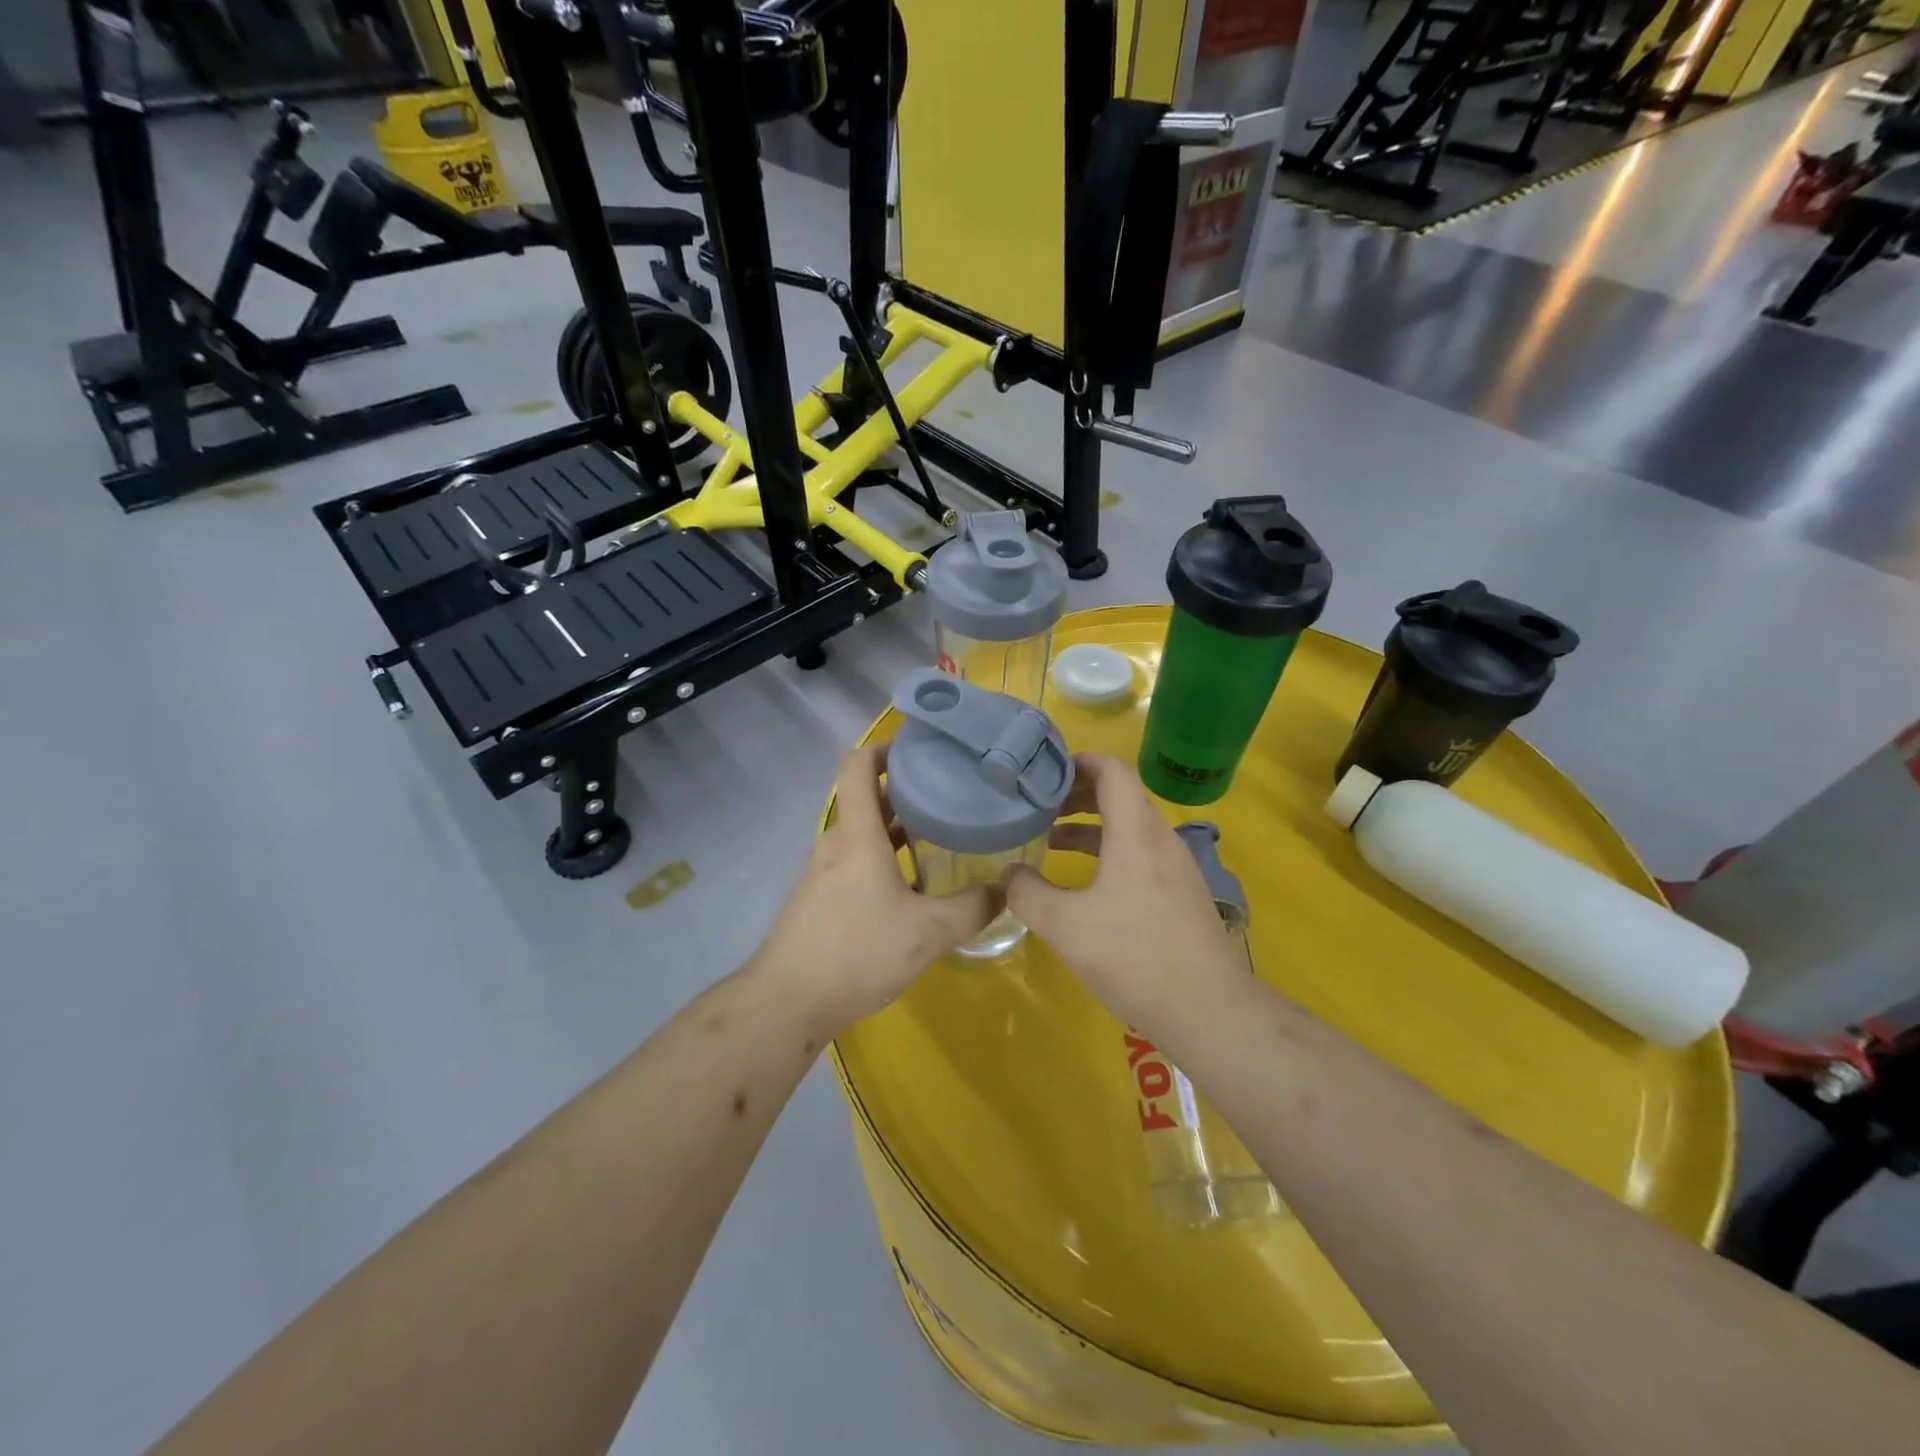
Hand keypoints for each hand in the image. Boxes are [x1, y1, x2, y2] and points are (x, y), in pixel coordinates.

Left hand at [750, 746, 1000, 1035]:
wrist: (786, 1002)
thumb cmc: (857, 952)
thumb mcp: (927, 933)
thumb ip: (971, 908)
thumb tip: (1005, 888)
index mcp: (857, 837)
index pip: (858, 767)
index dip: (884, 749)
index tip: (920, 751)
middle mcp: (835, 845)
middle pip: (866, 800)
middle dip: (905, 792)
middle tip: (948, 795)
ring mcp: (822, 873)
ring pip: (861, 835)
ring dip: (895, 829)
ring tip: (939, 836)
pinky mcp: (818, 900)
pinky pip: (854, 862)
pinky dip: (882, 859)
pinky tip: (912, 887)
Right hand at [1004, 754, 1240, 1029]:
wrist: (1206, 1009)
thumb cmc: (1132, 956)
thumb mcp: (1065, 926)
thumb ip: (1027, 894)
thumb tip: (1009, 873)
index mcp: (1136, 832)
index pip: (1111, 770)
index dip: (1077, 761)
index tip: (1043, 772)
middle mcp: (1161, 839)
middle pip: (1120, 795)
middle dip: (1077, 794)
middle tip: (1040, 806)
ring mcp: (1176, 866)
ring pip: (1130, 827)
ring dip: (1091, 826)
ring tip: (1052, 841)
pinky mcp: (1181, 893)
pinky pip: (1141, 853)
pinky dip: (1109, 852)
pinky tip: (1086, 884)